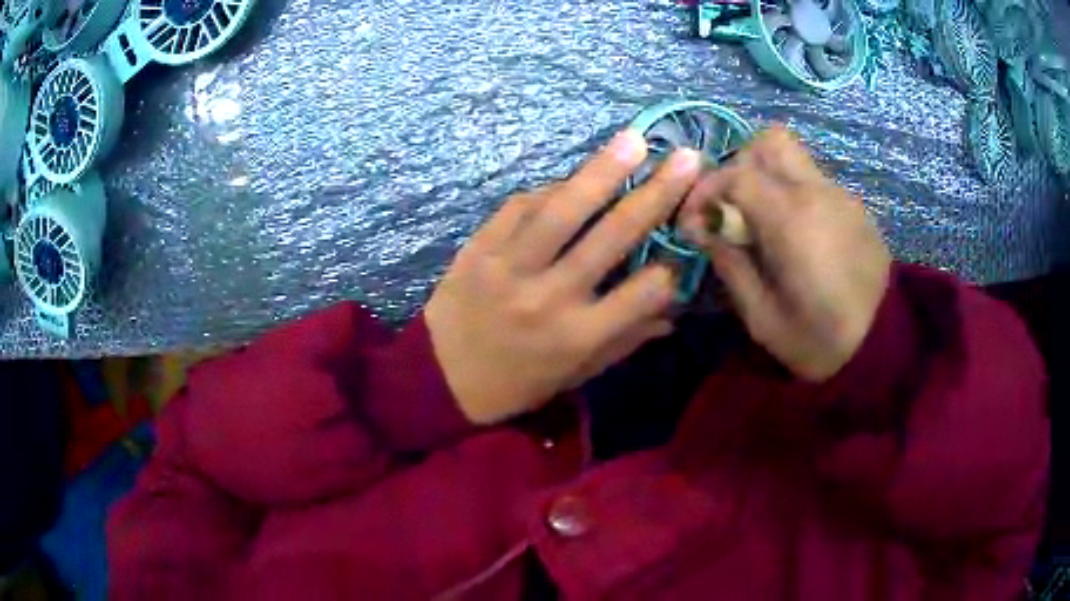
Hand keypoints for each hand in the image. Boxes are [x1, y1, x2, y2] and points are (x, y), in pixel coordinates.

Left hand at [425, 130, 702, 424]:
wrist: (440, 379)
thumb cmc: (516, 383)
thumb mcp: (575, 375)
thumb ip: (624, 342)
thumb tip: (672, 312)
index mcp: (578, 336)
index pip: (642, 293)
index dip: (669, 272)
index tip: (679, 255)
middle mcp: (549, 296)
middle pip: (612, 236)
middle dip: (656, 194)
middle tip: (687, 159)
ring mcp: (510, 267)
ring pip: (563, 209)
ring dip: (602, 170)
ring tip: (634, 140)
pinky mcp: (479, 248)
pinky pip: (520, 206)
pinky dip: (549, 190)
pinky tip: (570, 181)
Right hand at [679, 126, 891, 381]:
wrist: (883, 348)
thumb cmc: (819, 341)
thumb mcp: (761, 317)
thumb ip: (729, 264)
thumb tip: (700, 227)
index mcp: (791, 219)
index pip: (735, 173)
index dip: (705, 190)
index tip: (694, 221)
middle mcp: (817, 193)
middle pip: (771, 141)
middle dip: (741, 163)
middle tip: (733, 205)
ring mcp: (842, 197)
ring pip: (796, 159)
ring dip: (770, 178)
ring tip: (766, 224)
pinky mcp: (857, 210)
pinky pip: (817, 184)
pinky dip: (796, 195)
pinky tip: (801, 238)